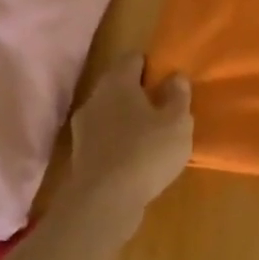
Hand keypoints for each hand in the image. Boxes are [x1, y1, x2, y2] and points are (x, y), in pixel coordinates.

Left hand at [66, 53, 192, 239]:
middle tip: (164, 108)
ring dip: (128, 119)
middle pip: (119, 85)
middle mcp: (95, 97)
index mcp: (118, 81)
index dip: (152, 66)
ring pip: (110, 112)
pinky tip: (136, 158)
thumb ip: (178, 95)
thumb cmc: (146, 151)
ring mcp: (83, 126)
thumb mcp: (177, 122)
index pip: (133, 58)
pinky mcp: (80, 154)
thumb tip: (175, 76)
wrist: (104, 201)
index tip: (168, 80)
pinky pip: (104, 137)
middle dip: (139, 93)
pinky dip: (118, 141)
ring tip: (152, 136)